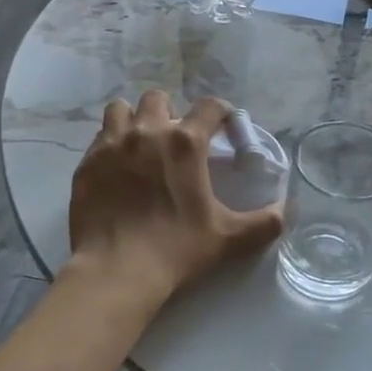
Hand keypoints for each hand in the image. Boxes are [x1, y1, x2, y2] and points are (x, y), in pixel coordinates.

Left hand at [69, 92, 283, 302]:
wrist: (117, 271)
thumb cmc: (176, 249)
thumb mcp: (228, 238)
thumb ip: (264, 222)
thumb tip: (285, 212)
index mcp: (185, 143)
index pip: (210, 106)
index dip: (221, 112)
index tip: (224, 126)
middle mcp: (147, 132)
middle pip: (158, 99)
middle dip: (170, 112)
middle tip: (175, 139)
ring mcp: (111, 145)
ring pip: (120, 110)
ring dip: (133, 120)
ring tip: (139, 144)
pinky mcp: (86, 164)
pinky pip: (99, 139)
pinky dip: (110, 146)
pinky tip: (116, 170)